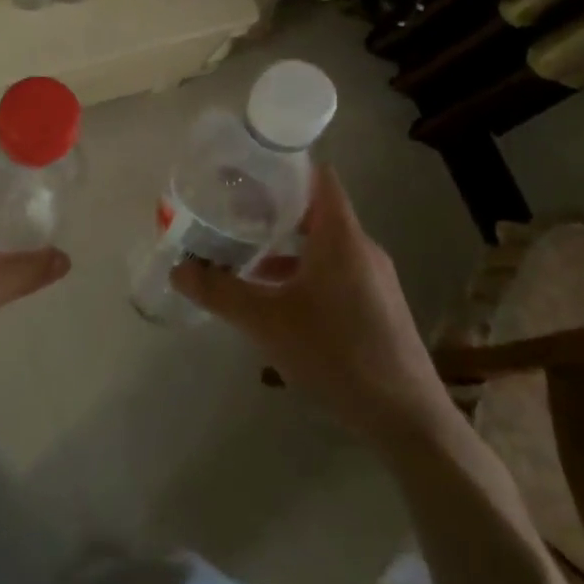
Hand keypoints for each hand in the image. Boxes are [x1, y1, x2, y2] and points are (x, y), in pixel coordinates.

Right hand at [170, 167, 447, 445]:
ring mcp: (372, 278)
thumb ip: (219, 291)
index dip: (283, 165)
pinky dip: (301, 272)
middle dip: (271, 208)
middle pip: (314, 209)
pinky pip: (332, 272)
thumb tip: (177, 270)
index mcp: (340, 236)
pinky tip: (272, 299)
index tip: (245, 168)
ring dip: (284, 246)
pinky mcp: (375, 306)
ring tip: (241, 253)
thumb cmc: (335, 353)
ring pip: (322, 245)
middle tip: (229, 211)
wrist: (406, 418)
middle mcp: (361, 248)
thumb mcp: (266, 321)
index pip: (317, 176)